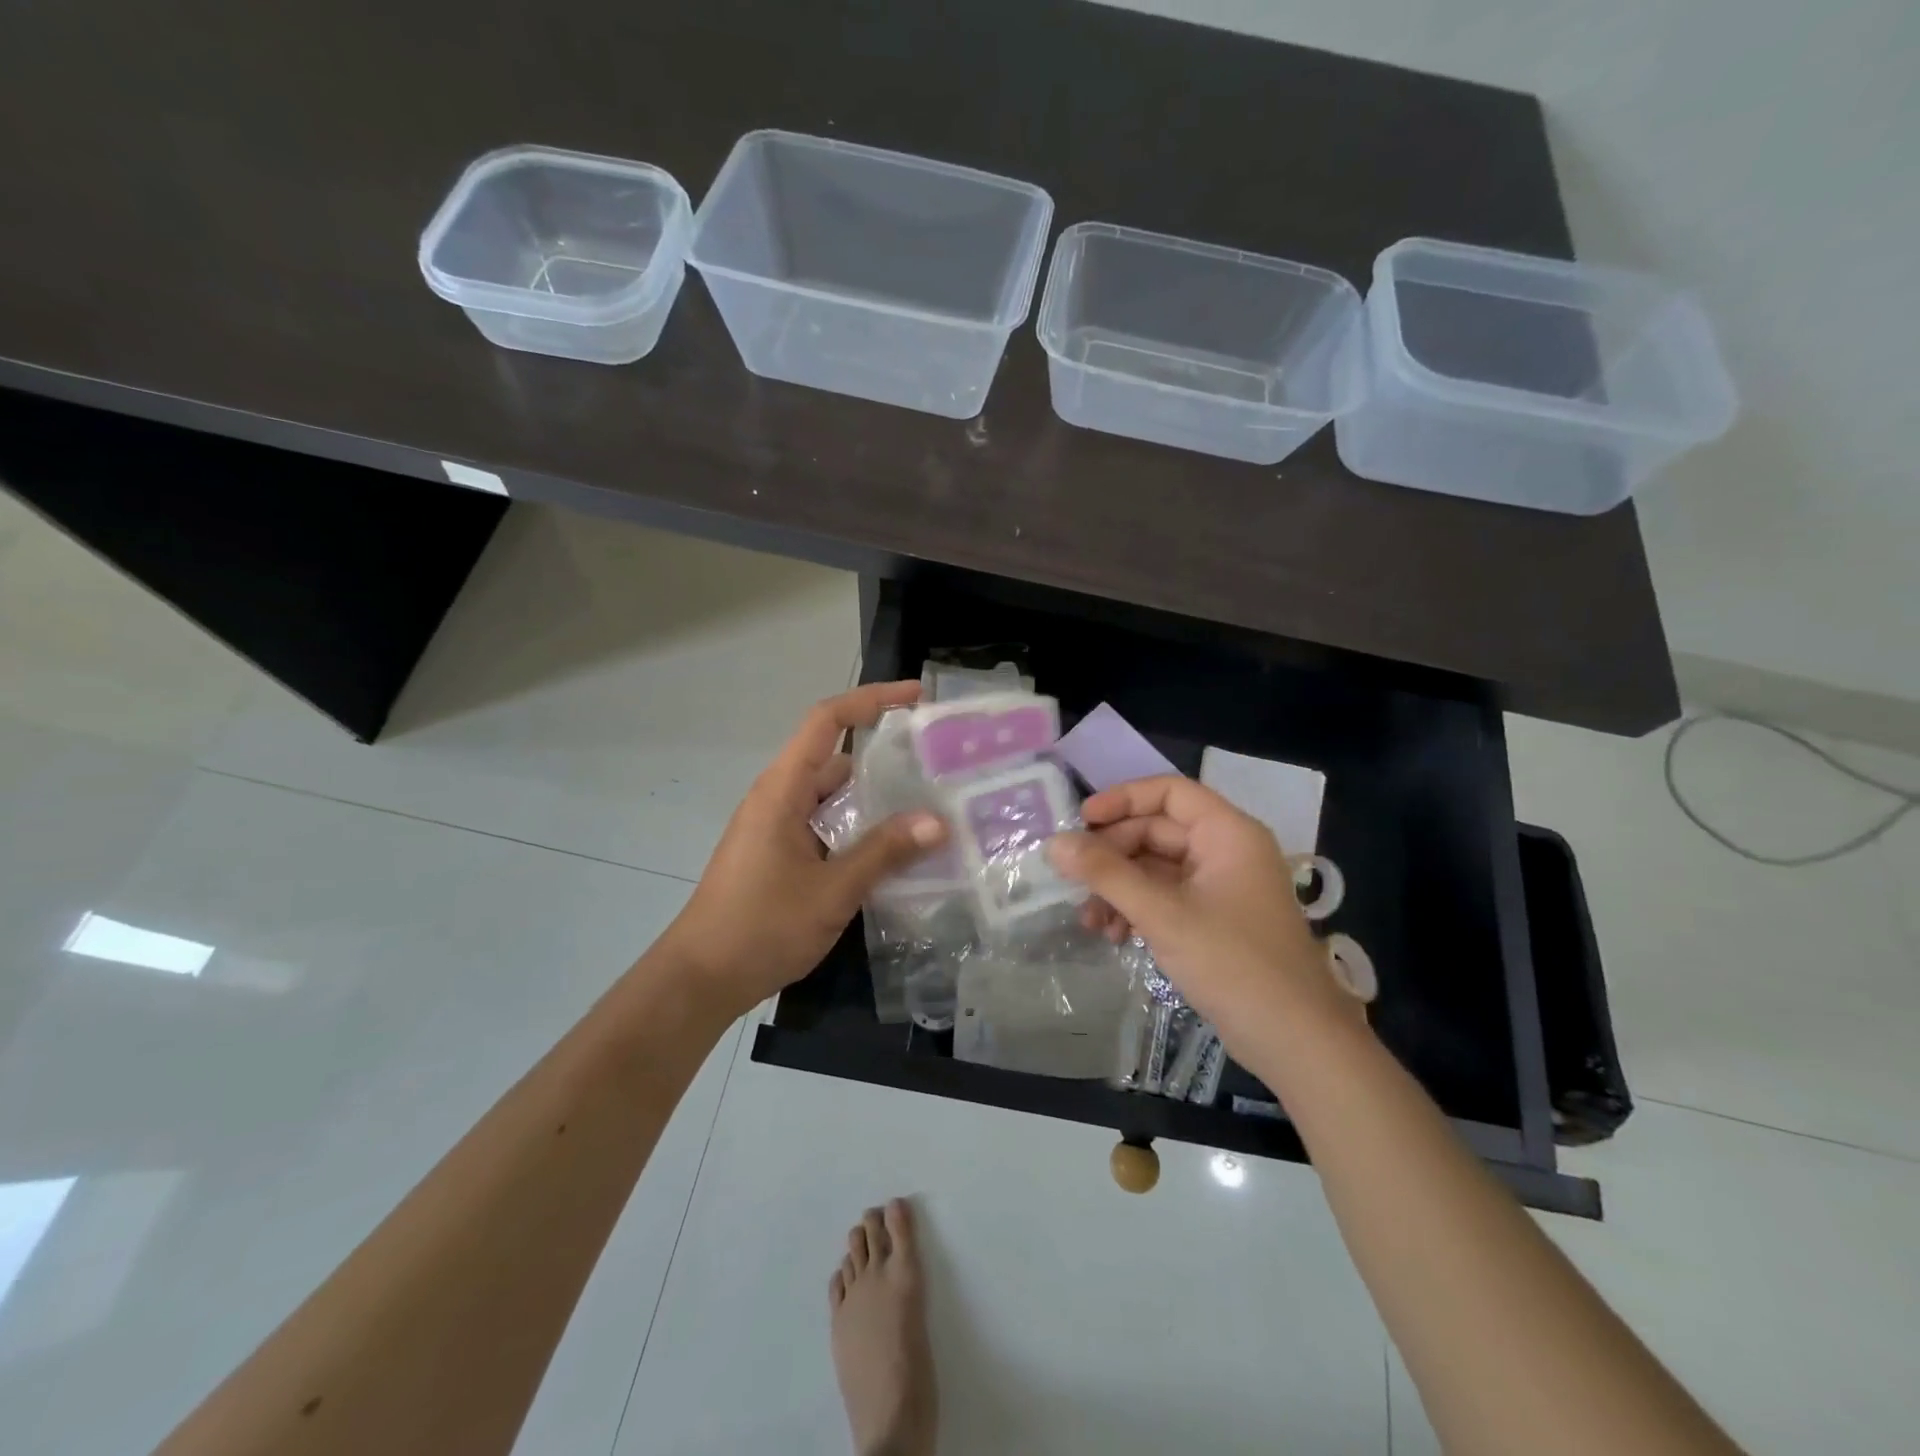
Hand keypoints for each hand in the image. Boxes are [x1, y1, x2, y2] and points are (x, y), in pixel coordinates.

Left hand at [657, 681, 947, 1016]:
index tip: (915, 697)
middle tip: (938, 769)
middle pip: (837, 760)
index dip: (871, 700)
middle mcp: (780, 799)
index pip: (826, 721)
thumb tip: (938, 821)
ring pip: (835, 799)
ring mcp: (779, 828)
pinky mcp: (782, 856)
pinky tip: (896, 855)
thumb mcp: (832, 890)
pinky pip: (828, 828)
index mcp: (783, 790)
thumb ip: (884, 853)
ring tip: (930, 810)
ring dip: (876, 802)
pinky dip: (860, 831)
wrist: (701, 979)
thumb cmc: (760, 927)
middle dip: (886, 759)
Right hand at [1047, 776, 1351, 1045]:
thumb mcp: (1162, 914)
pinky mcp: (1215, 920)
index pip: (1169, 792)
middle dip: (1113, 856)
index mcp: (1228, 833)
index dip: (1122, 799)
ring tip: (1090, 921)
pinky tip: (1114, 936)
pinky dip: (1137, 910)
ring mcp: (1221, 887)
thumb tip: (1054, 844)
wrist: (1296, 1042)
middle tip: (1073, 880)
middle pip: (1157, 831)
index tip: (1080, 821)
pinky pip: (1166, 898)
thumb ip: (1106, 874)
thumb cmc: (1233, 963)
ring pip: (1156, 868)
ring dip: (1119, 888)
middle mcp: (1226, 851)